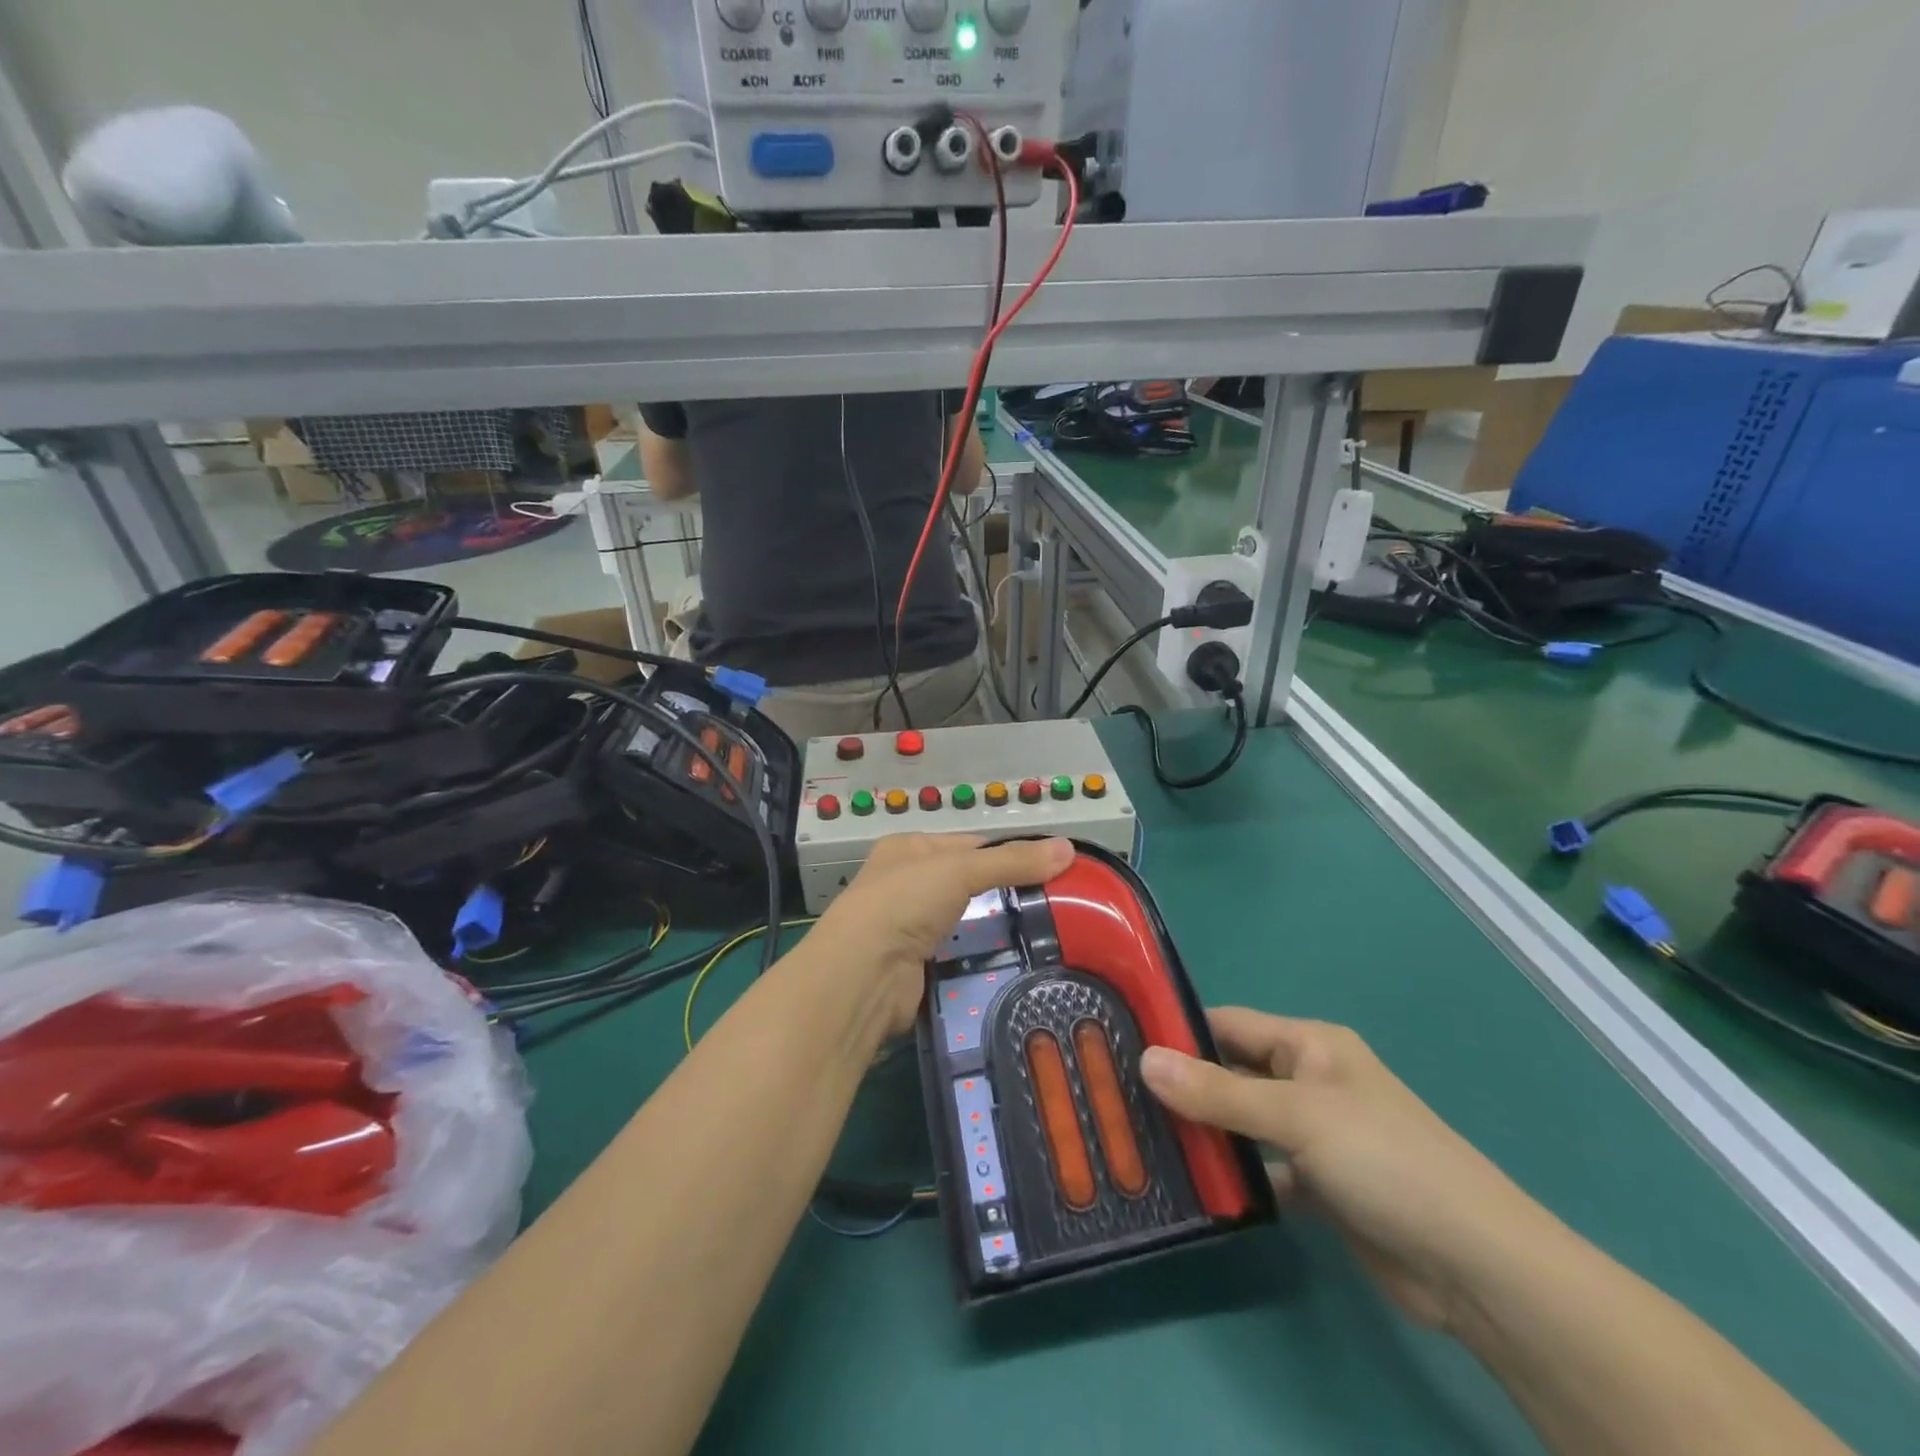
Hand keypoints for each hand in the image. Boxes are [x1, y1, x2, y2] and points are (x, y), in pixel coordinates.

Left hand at [810, 835, 1074, 1036]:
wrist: (862, 975)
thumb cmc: (904, 903)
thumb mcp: (960, 869)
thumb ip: (1013, 861)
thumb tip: (1069, 848)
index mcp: (909, 849)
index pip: (970, 845)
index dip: (1009, 854)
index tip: (1052, 869)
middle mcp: (906, 884)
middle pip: (968, 884)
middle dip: (1004, 894)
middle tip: (1057, 906)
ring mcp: (908, 927)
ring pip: (964, 922)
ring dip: (995, 929)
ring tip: (1046, 935)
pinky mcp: (916, 967)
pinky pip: (958, 956)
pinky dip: (981, 959)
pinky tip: (1014, 962)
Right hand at [1141, 1010, 1547, 1330]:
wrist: (1476, 1267)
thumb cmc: (1385, 1161)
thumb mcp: (1296, 1115)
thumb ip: (1217, 1091)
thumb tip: (1144, 1058)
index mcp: (1309, 1044)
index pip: (1228, 1024)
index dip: (1178, 1029)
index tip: (1118, 1039)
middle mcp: (1308, 1080)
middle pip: (1231, 1072)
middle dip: (1182, 1083)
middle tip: (1118, 1094)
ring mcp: (1314, 1134)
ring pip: (1242, 1122)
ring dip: (1203, 1131)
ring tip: (1138, 1137)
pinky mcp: (1319, 1185)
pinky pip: (1261, 1168)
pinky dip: (1233, 1174)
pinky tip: (1191, 1185)